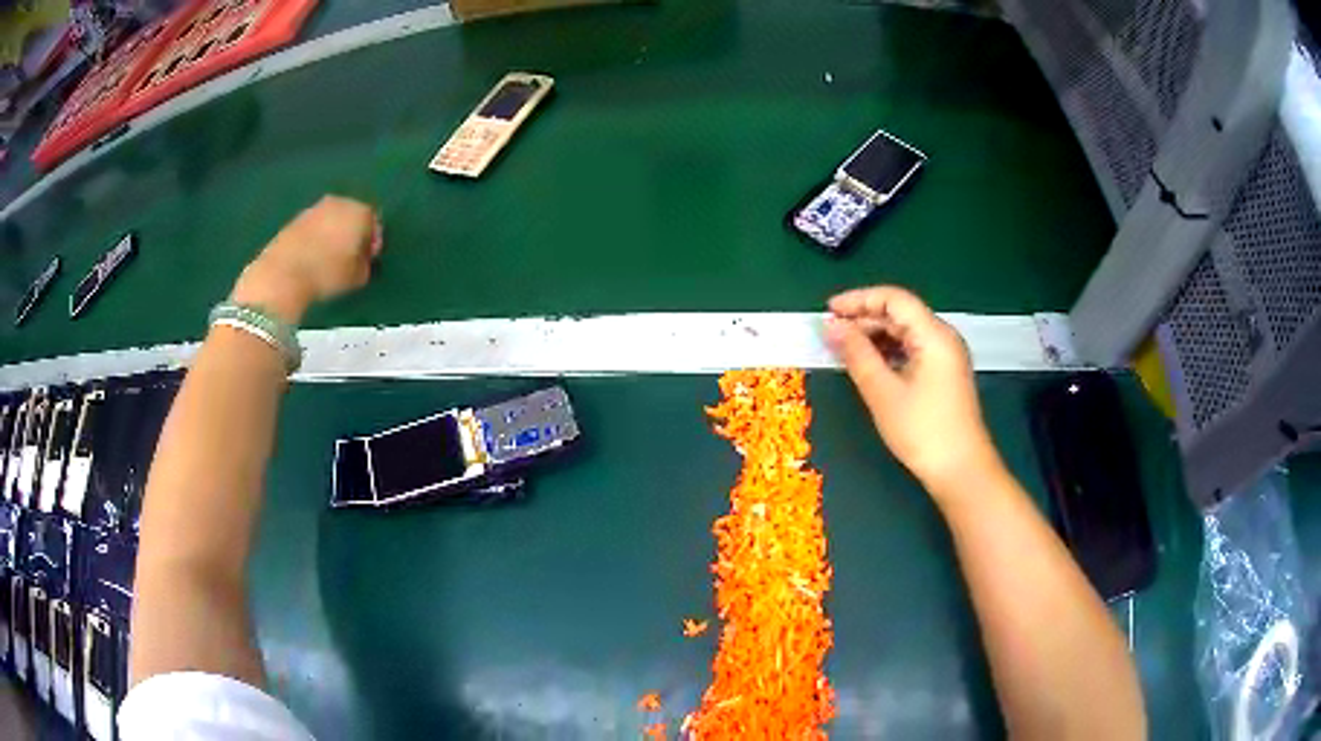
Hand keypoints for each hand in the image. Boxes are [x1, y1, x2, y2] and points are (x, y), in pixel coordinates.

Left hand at [230, 196, 382, 323]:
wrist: (284, 273)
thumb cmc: (327, 274)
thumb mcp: (358, 277)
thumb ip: (365, 263)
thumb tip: (362, 259)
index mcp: (359, 212)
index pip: (374, 222)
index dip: (372, 242)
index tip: (367, 259)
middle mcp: (339, 203)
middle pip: (351, 215)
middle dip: (352, 233)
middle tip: (349, 257)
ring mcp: (315, 208)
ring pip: (331, 220)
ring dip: (333, 234)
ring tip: (328, 259)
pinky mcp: (295, 218)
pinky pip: (314, 226)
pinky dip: (316, 238)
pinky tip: (312, 257)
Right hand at [825, 286, 1002, 498]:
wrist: (960, 470)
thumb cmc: (922, 430)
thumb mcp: (883, 392)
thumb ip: (856, 354)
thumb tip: (831, 326)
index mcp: (934, 335)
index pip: (893, 299)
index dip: (858, 299)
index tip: (828, 311)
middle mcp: (943, 337)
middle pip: (900, 314)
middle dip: (864, 319)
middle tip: (831, 335)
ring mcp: (946, 356)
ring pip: (905, 332)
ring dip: (874, 336)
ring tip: (843, 350)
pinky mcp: (943, 373)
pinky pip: (912, 350)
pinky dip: (888, 352)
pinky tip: (868, 365)